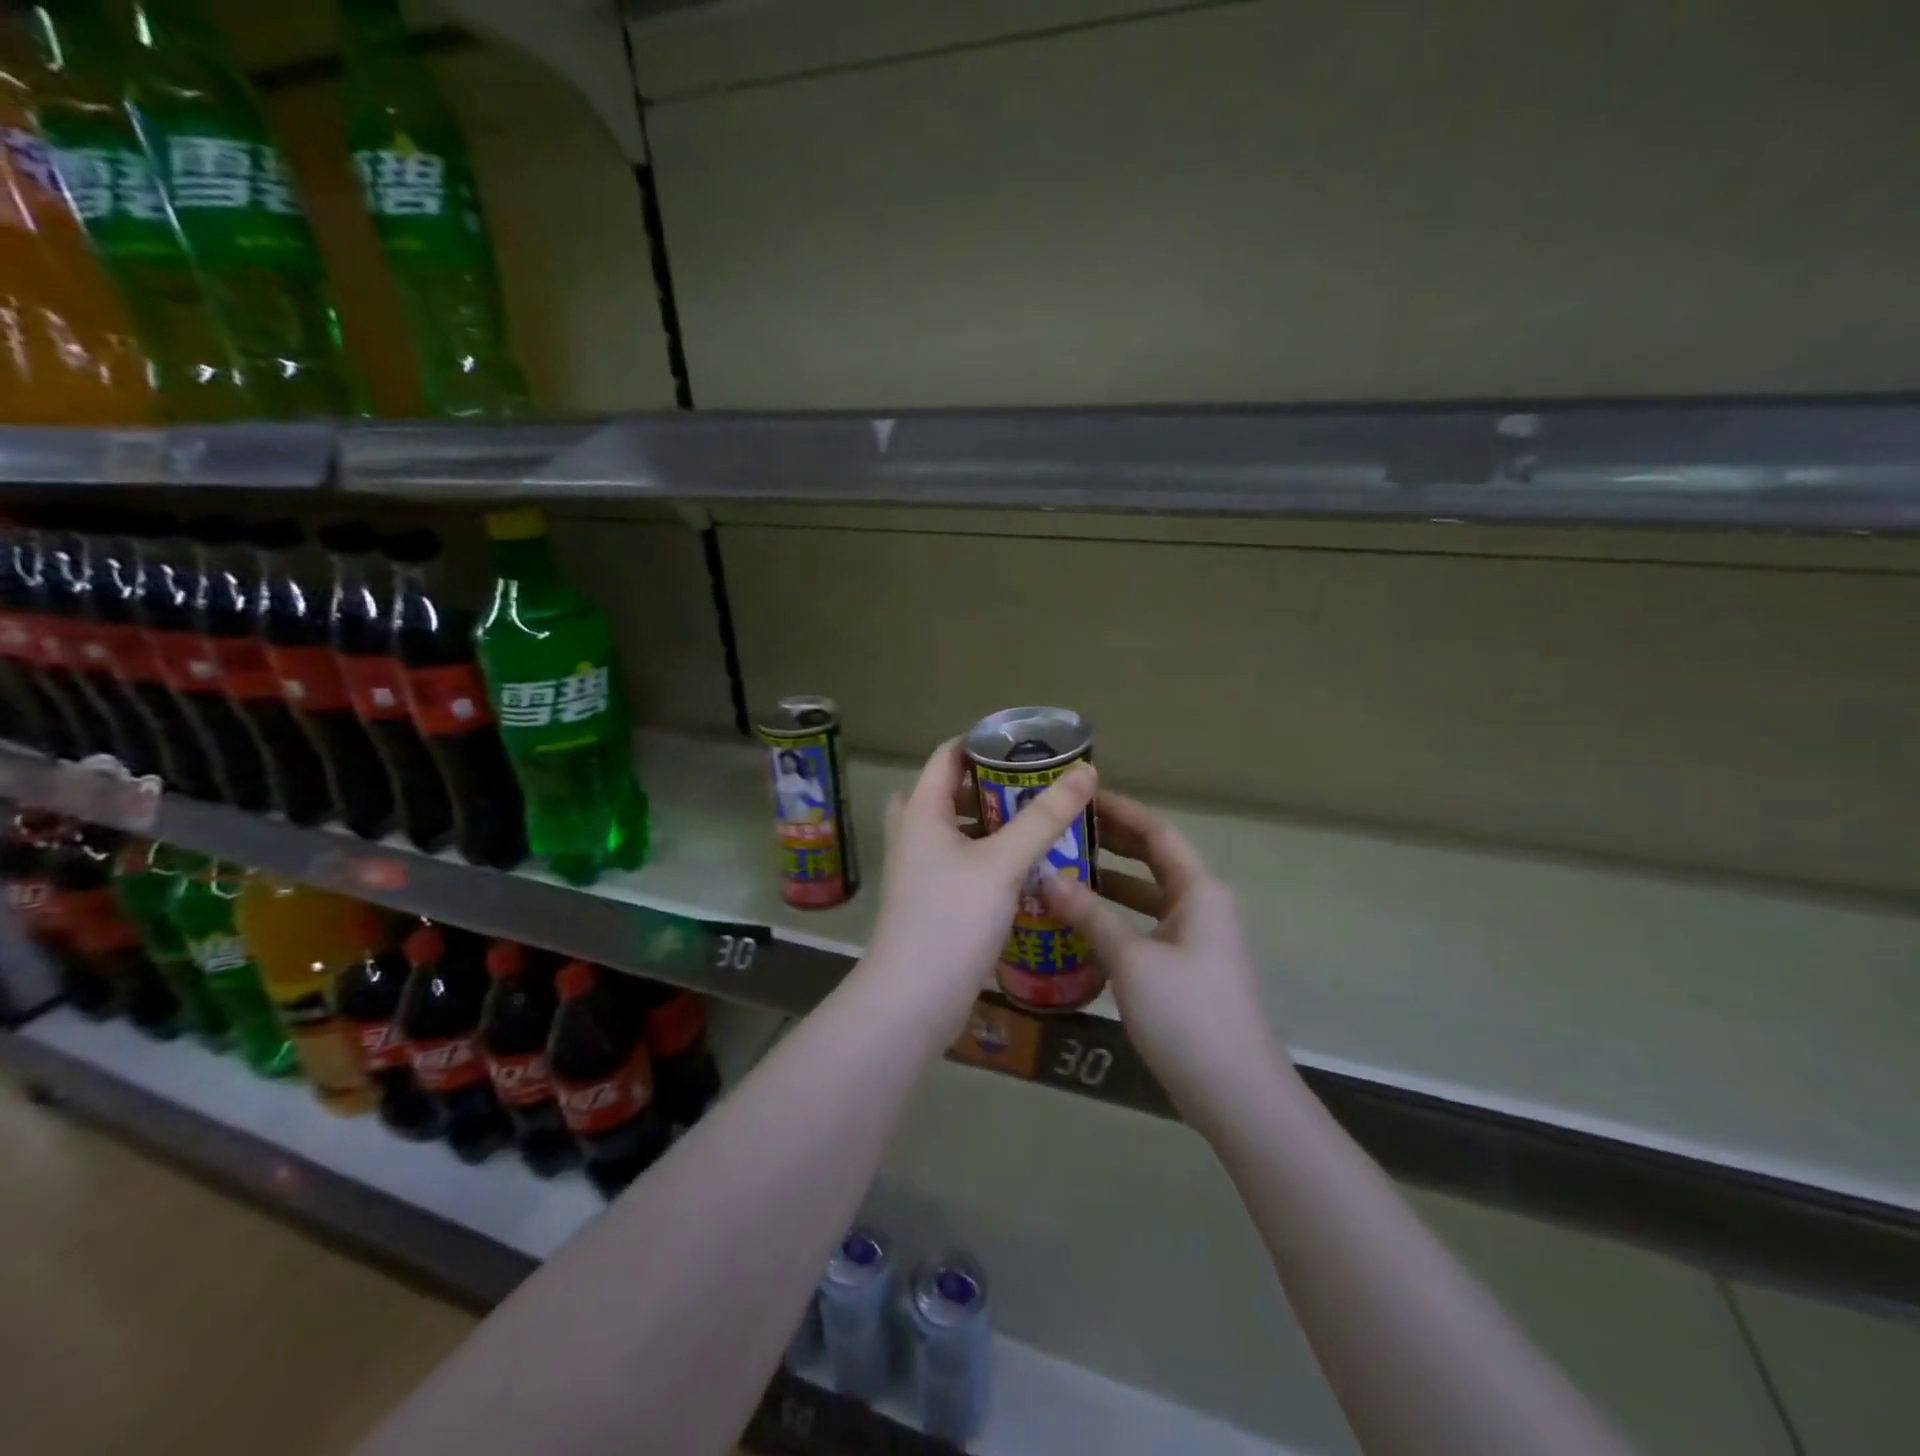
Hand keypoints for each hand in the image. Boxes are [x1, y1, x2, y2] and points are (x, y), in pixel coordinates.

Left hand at [863, 739, 1096, 1046]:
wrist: (913, 1000)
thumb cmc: (951, 919)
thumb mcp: (1003, 863)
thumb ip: (1044, 817)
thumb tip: (1086, 771)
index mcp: (921, 811)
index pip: (948, 755)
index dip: (985, 743)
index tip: (1029, 745)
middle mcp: (914, 833)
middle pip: (952, 791)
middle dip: (994, 785)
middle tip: (1038, 786)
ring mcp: (920, 869)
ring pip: (958, 830)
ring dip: (994, 823)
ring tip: (1039, 822)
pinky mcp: (931, 900)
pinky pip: (962, 862)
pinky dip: (989, 856)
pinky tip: (1025, 868)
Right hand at [1043, 791, 1288, 1131]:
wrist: (1234, 1091)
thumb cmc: (1186, 1013)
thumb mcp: (1131, 959)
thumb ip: (1089, 914)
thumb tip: (1047, 878)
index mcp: (1198, 891)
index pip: (1156, 833)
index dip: (1120, 811)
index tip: (1081, 795)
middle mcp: (1201, 906)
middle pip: (1152, 860)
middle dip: (1110, 842)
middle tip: (1063, 829)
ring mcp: (1195, 939)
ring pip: (1146, 896)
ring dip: (1109, 882)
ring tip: (1061, 870)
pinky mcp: (1184, 969)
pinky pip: (1144, 926)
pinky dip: (1115, 917)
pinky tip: (1080, 923)